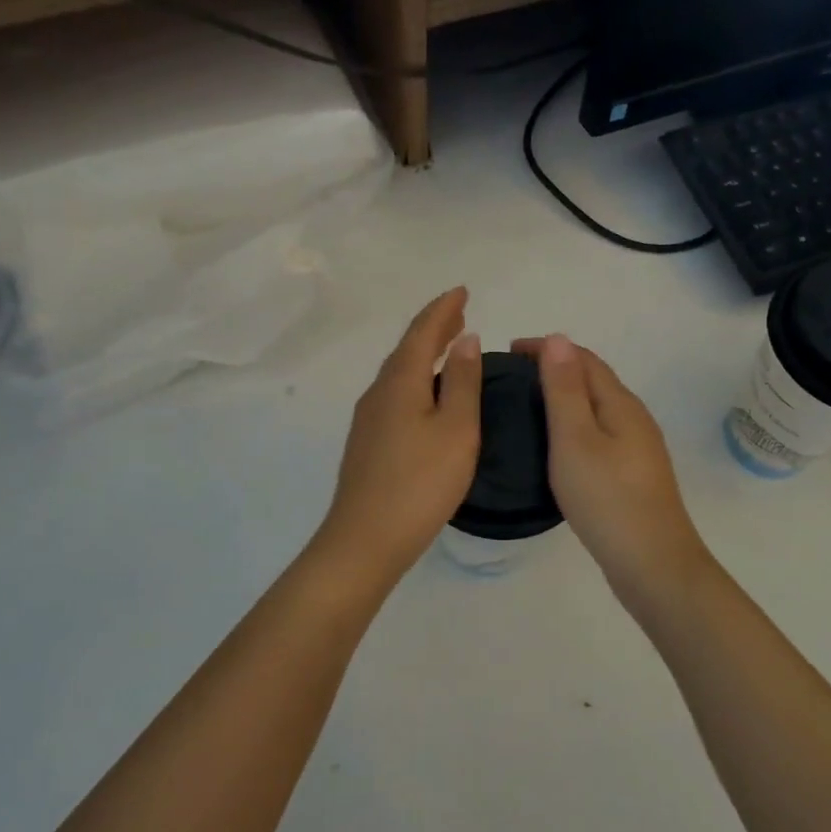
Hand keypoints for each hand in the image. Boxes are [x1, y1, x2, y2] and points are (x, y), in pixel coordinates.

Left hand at [319, 288, 482, 586]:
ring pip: (399, 373)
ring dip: (424, 355)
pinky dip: (416, 380)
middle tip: (459, 315)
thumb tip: (465, 340)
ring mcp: (368, 419)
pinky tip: (428, 396)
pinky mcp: (368, 443)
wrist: (366, 539)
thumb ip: (462, 382)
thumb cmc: (420, 482)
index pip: (422, 332)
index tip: (463, 291)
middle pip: (406, 349)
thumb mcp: (456, 429)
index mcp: (400, 382)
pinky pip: (395, 394)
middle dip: (433, 328)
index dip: (443, 309)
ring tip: (450, 348)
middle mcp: (378, 393)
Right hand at [511, 335, 714, 603]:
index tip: (508, 352)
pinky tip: (557, 446)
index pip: (583, 359)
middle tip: (512, 379)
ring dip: (564, 397)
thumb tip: (557, 338)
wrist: (652, 564)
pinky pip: (599, 433)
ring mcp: (637, 448)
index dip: (547, 348)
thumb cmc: (607, 498)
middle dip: (555, 369)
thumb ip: (564, 390)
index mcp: (621, 404)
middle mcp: (634, 418)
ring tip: (527, 407)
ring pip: (597, 408)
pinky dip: (574, 425)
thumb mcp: (575, 439)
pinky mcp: (633, 474)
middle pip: (593, 380)